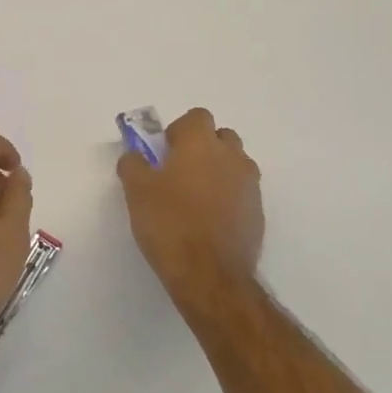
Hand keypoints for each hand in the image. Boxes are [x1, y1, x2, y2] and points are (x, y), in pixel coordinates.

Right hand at [118, 107, 263, 314]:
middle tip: (179, 172)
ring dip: (218, 171)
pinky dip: (229, 198)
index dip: (179, 131)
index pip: (196, 117)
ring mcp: (250, 185)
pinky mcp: (258, 213)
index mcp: (201, 143)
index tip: (164, 153)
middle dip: (203, 147)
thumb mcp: (136, 191)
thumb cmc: (169, 223)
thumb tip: (135, 155)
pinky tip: (210, 221)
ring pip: (234, 164)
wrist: (210, 275)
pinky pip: (242, 192)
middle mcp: (231, 156)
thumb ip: (133, 164)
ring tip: (196, 198)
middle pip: (221, 137)